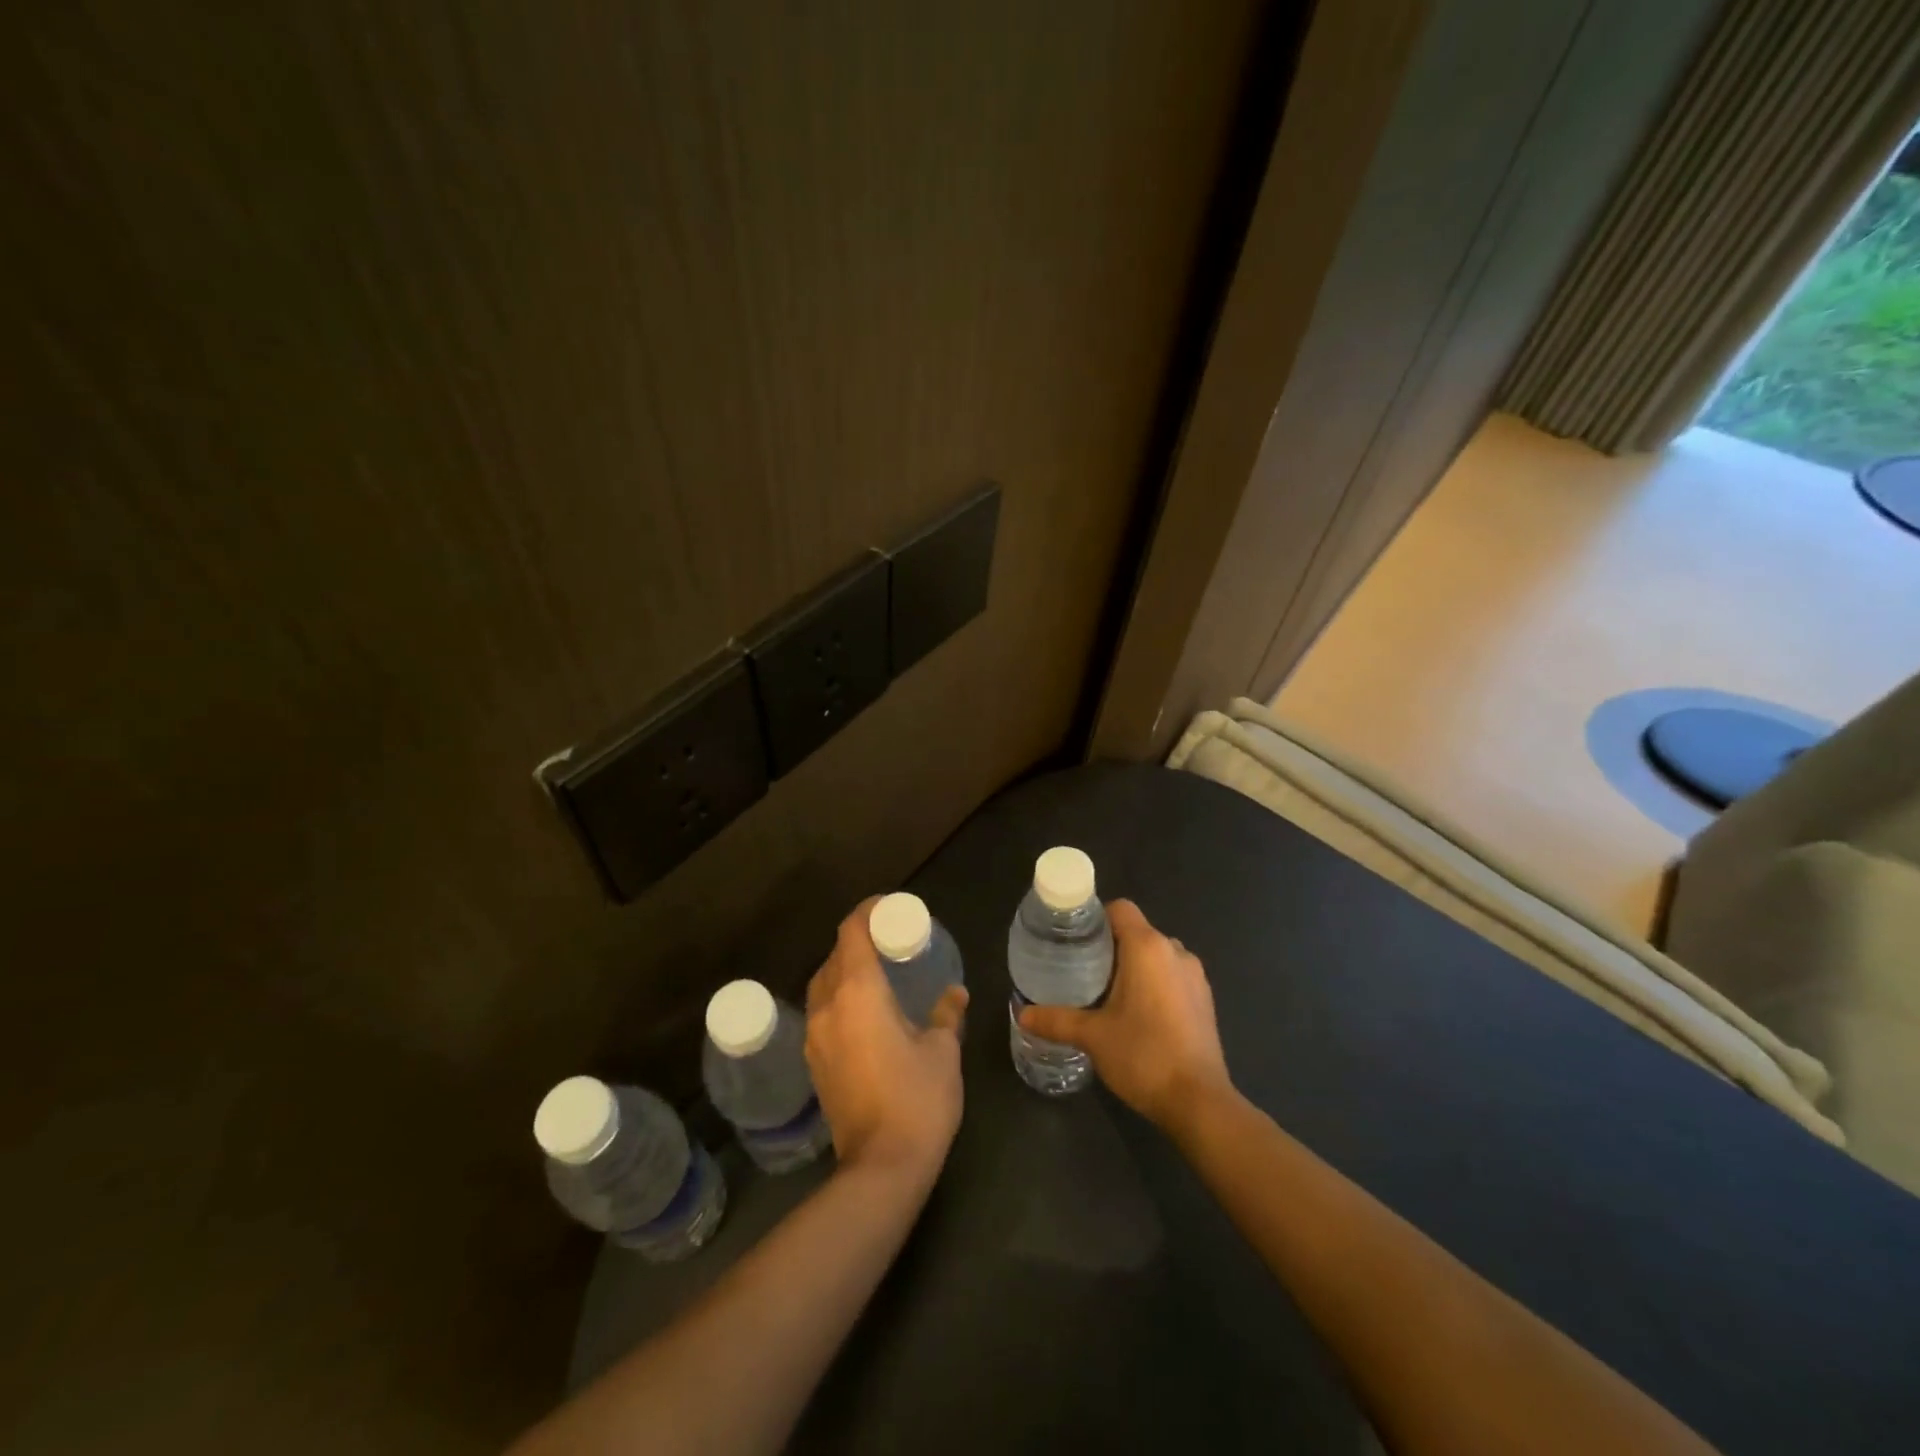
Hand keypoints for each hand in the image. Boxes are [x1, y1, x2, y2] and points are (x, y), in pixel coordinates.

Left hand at [805, 898, 968, 1180]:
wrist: (881, 1167)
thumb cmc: (918, 1098)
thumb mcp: (942, 1051)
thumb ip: (947, 1014)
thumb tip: (955, 993)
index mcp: (857, 992)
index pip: (851, 931)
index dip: (867, 911)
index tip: (889, 907)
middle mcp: (827, 1007)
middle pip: (834, 955)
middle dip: (858, 940)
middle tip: (890, 941)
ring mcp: (815, 1036)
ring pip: (823, 985)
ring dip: (846, 970)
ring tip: (878, 973)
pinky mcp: (814, 1063)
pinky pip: (822, 1012)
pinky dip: (840, 998)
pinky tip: (866, 1013)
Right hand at [1018, 899, 1230, 1127]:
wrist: (1199, 1103)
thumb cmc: (1143, 1056)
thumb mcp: (1092, 1036)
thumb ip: (1056, 1020)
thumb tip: (1022, 1014)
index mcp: (1148, 947)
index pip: (1120, 909)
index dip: (1095, 919)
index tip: (1075, 941)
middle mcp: (1175, 951)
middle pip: (1137, 931)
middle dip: (1110, 946)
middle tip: (1082, 971)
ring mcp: (1195, 976)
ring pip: (1156, 954)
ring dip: (1133, 966)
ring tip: (1106, 993)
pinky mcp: (1205, 999)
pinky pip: (1172, 975)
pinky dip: (1154, 983)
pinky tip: (1137, 1014)